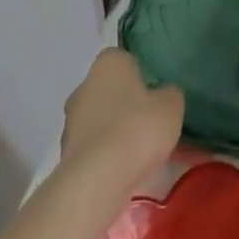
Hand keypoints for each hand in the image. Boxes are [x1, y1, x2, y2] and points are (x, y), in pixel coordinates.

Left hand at [60, 48, 183, 179]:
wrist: (97, 180)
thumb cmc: (138, 127)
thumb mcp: (172, 104)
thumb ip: (169, 93)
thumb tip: (162, 95)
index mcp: (109, 63)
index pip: (125, 58)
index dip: (141, 73)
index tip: (155, 89)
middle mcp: (84, 87)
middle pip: (109, 89)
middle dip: (126, 101)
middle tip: (151, 118)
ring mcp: (70, 122)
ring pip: (100, 119)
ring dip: (115, 129)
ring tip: (141, 148)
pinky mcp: (66, 155)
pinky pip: (94, 146)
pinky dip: (107, 153)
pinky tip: (126, 166)